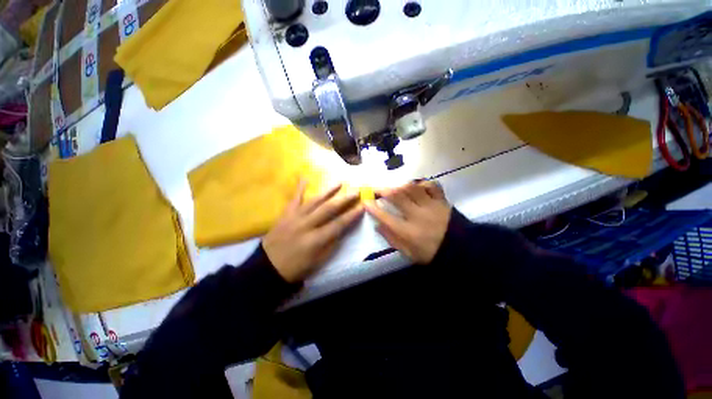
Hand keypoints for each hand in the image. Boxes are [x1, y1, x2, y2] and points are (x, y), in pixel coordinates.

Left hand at [263, 182, 363, 282]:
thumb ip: (332, 243)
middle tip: (355, 191)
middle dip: (344, 199)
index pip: (338, 224)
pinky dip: (299, 188)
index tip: (362, 206)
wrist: (268, 267)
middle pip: (328, 209)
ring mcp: (294, 218)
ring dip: (328, 191)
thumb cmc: (297, 267)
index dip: (352, 215)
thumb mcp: (318, 261)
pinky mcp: (285, 215)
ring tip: (339, 182)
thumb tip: (343, 228)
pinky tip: (305, 178)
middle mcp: (306, 225)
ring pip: (314, 201)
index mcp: (316, 240)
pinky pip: (294, 199)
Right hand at [365, 181, 450, 263]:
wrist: (461, 251)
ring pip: (412, 188)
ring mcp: (431, 206)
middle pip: (398, 196)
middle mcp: (418, 216)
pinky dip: (422, 184)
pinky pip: (432, 186)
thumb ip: (392, 239)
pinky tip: (417, 187)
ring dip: (400, 186)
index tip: (365, 201)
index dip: (373, 208)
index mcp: (409, 232)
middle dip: (383, 190)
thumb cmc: (431, 253)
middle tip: (376, 189)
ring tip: (395, 188)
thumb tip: (377, 226)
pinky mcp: (442, 201)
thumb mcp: (409, 253)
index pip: (385, 217)